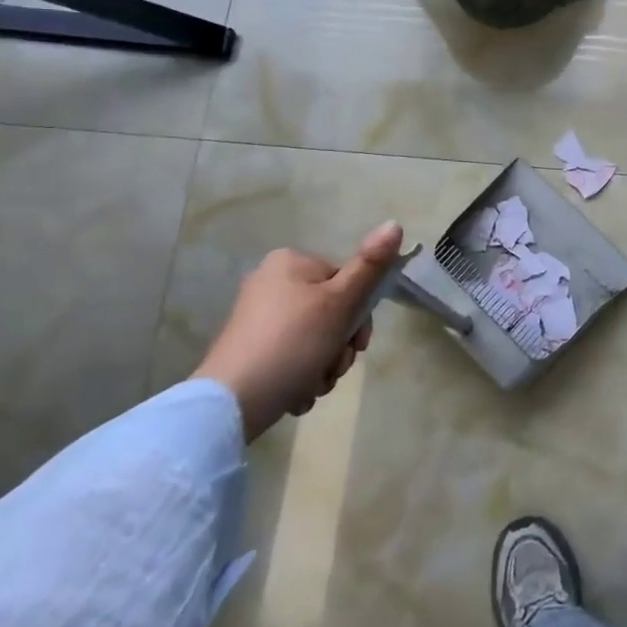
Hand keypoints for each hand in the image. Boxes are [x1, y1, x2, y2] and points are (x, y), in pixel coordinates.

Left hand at [192, 221, 404, 441]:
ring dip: (323, 367)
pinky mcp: (249, 350)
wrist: (231, 402)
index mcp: (290, 262)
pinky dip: (300, 376)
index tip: (358, 343)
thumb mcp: (339, 302)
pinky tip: (295, 394)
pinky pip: (291, 357)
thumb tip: (395, 224)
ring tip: (311, 386)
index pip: (345, 281)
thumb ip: (370, 266)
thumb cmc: (292, 343)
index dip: (358, 315)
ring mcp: (257, 318)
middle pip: (331, 312)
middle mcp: (270, 282)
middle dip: (339, 348)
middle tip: (332, 369)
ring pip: (314, 340)